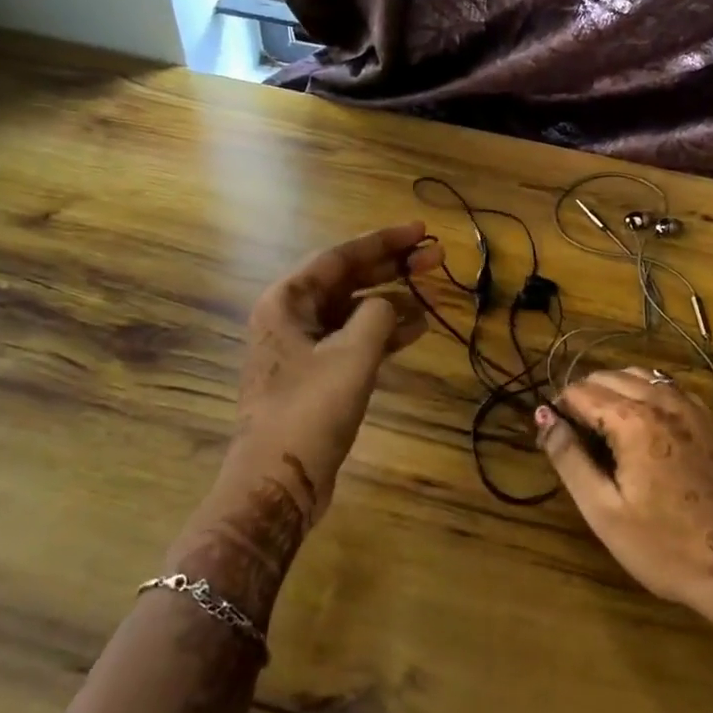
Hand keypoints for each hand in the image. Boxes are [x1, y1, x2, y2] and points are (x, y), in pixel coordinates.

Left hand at [226, 222, 441, 525]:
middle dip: (392, 268)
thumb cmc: (309, 411)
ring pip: (354, 311)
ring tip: (434, 293)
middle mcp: (291, 317)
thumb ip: (377, 316)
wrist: (277, 483)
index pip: (340, 257)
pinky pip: (353, 340)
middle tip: (435, 257)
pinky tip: (418, 329)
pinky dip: (384, 333)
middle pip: (348, 280)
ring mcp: (303, 348)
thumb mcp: (352, 356)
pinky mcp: (316, 375)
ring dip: (393, 301)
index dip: (383, 241)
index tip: (420, 230)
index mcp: (287, 301)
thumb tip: (391, 305)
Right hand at [536, 369, 712, 634]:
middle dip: (585, 396)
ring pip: (641, 375)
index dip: (560, 409)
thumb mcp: (603, 509)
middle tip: (576, 435)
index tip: (555, 436)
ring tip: (605, 427)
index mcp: (633, 420)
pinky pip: (669, 388)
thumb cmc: (664, 546)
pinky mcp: (712, 422)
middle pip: (610, 376)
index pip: (581, 392)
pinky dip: (646, 393)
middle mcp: (663, 401)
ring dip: (615, 390)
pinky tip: (643, 424)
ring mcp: (693, 408)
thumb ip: (569, 457)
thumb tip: (544, 416)